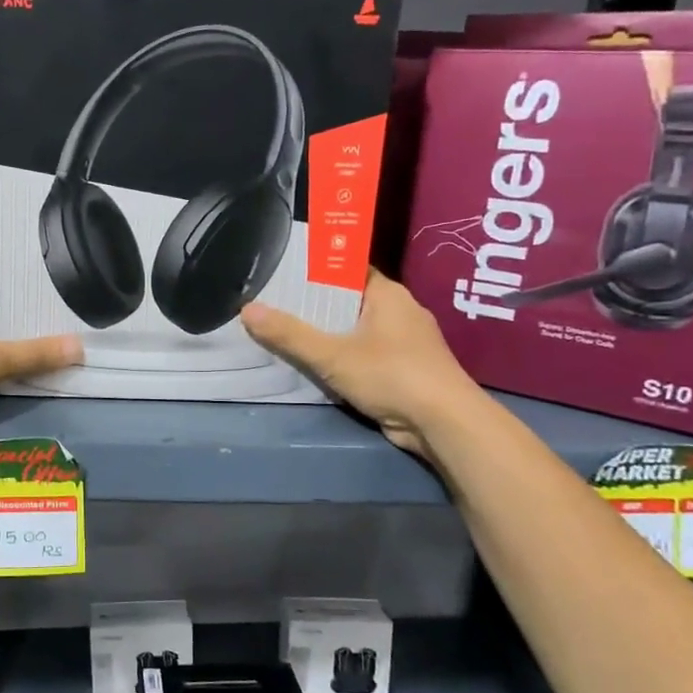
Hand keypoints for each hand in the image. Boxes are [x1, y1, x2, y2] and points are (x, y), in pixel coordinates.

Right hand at [240, 270, 484, 456]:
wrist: (445, 424)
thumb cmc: (392, 375)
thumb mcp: (332, 355)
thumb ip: (289, 334)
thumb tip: (247, 310)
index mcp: (387, 293)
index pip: (347, 268)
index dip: (316, 269)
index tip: (283, 273)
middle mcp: (399, 311)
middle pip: (349, 299)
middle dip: (315, 304)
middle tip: (274, 304)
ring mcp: (405, 342)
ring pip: (357, 329)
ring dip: (328, 333)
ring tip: (286, 332)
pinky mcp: (404, 370)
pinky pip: (365, 353)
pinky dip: (342, 356)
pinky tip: (317, 364)